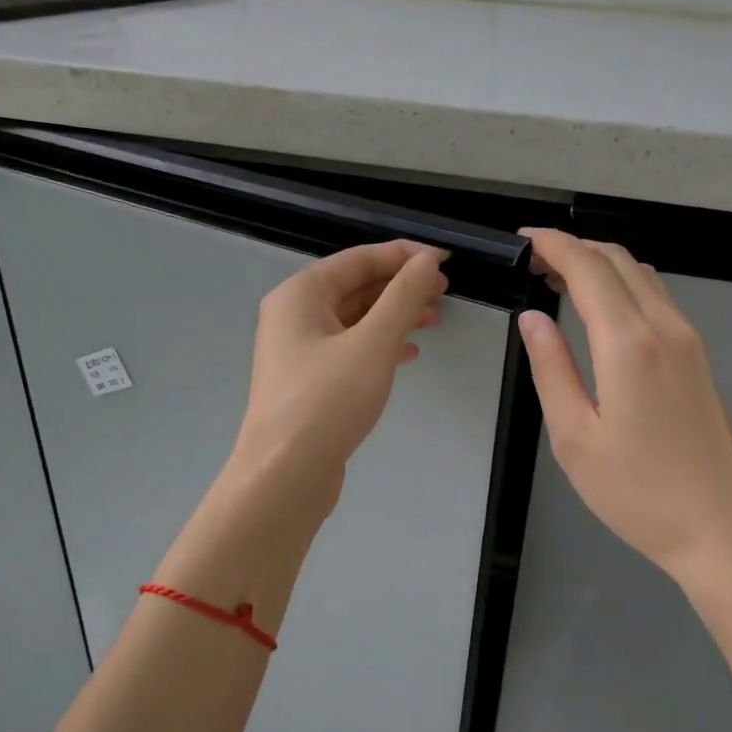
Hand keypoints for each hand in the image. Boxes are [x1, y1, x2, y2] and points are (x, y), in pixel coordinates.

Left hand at [224, 239, 448, 518]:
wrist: (284, 475)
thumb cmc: (327, 401)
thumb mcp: (373, 342)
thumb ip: (403, 296)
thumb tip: (427, 260)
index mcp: (300, 294)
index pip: (359, 259)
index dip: (404, 255)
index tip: (446, 260)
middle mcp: (294, 315)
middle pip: (355, 287)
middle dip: (401, 286)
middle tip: (445, 292)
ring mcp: (298, 351)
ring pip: (354, 320)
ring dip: (394, 316)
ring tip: (434, 321)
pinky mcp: (308, 382)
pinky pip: (349, 349)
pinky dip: (379, 346)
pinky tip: (407, 355)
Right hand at [517, 229, 731, 586]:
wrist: (719, 529)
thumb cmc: (636, 492)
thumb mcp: (574, 436)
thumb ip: (551, 369)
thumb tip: (532, 318)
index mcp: (629, 344)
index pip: (587, 268)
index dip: (553, 245)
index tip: (522, 240)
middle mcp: (665, 328)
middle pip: (619, 260)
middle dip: (574, 248)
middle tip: (534, 262)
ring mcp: (689, 341)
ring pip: (643, 275)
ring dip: (601, 265)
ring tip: (560, 280)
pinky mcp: (700, 358)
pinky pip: (659, 298)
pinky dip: (624, 286)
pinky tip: (601, 311)